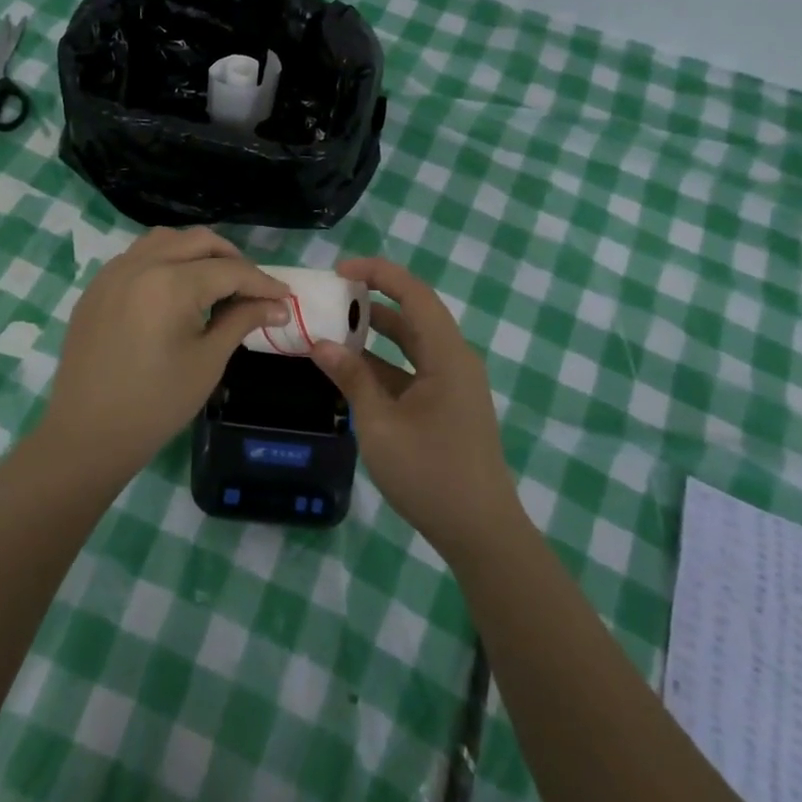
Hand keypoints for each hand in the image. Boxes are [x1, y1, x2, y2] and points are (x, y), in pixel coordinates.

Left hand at [32, 228, 289, 490]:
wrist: (88, 434)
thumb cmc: (156, 404)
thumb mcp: (208, 361)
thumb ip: (242, 321)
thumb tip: (277, 306)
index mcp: (171, 284)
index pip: (230, 270)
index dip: (263, 283)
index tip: (286, 298)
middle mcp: (141, 265)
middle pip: (199, 242)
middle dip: (232, 260)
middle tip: (253, 289)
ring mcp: (113, 272)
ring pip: (165, 240)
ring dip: (197, 252)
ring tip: (215, 281)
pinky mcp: (97, 287)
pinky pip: (138, 256)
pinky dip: (166, 260)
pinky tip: (176, 290)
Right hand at [310, 258, 520, 559]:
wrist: (480, 531)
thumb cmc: (430, 473)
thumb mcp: (380, 424)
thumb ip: (352, 379)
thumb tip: (321, 344)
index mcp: (447, 355)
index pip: (414, 294)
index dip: (379, 273)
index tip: (340, 270)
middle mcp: (455, 361)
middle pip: (414, 315)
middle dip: (374, 300)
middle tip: (331, 296)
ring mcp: (453, 385)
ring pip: (412, 344)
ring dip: (377, 333)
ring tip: (334, 327)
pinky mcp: (448, 406)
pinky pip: (413, 370)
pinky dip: (384, 363)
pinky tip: (352, 370)